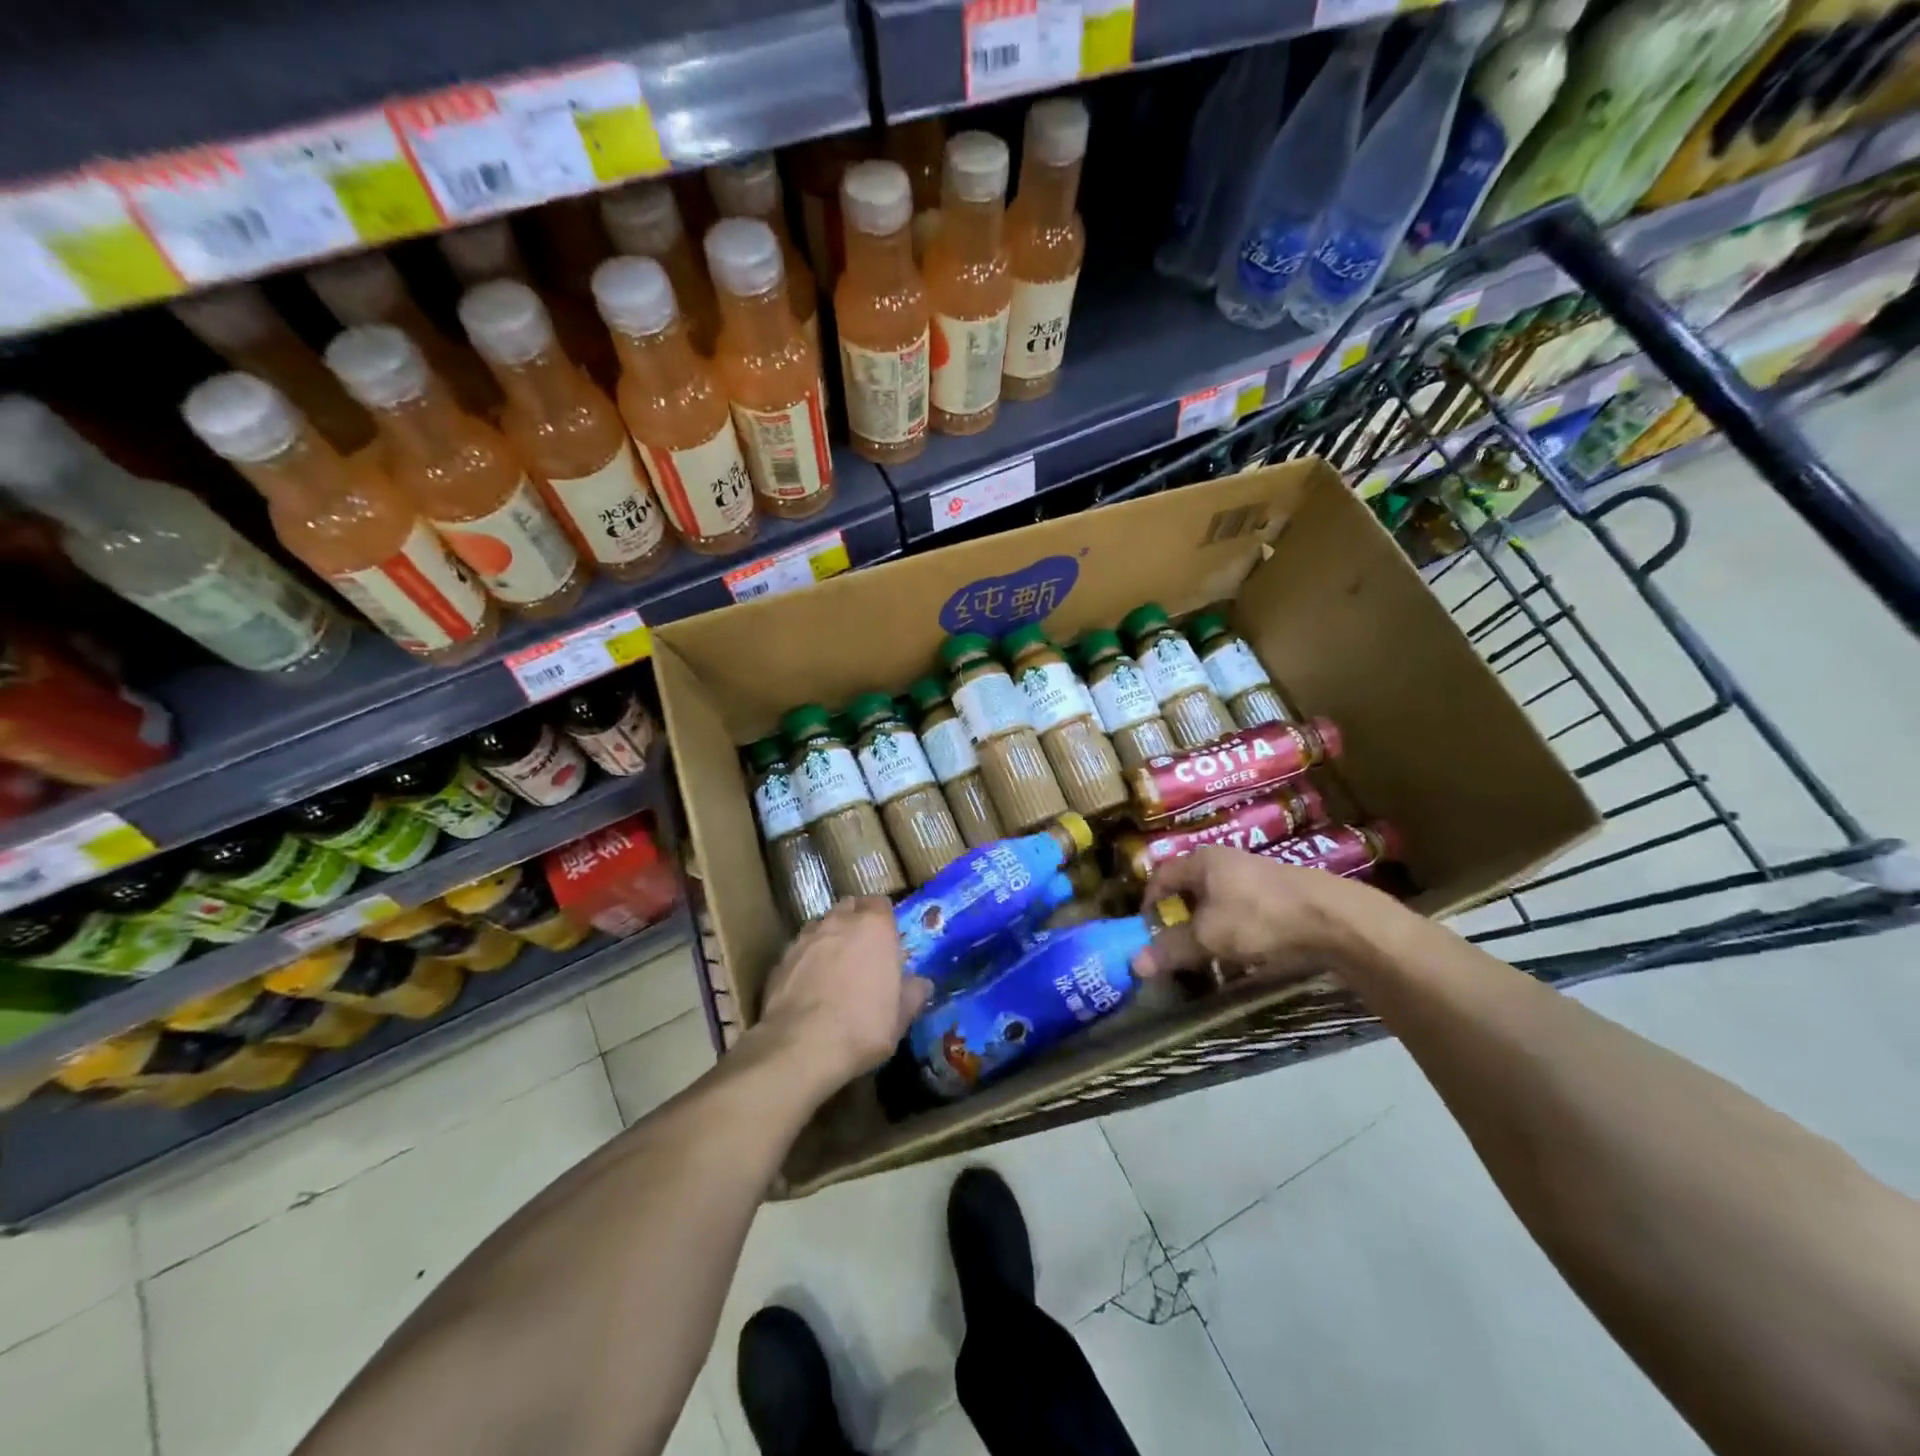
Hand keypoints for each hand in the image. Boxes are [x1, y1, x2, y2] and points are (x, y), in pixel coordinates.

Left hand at [755, 898, 930, 1096]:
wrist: (801, 1046)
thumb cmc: (863, 1026)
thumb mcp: (900, 1017)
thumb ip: (912, 994)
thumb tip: (921, 984)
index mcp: (875, 927)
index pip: (881, 904)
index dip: (884, 919)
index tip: (887, 940)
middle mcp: (839, 922)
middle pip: (849, 908)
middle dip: (855, 921)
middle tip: (862, 950)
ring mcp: (805, 938)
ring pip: (821, 926)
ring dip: (829, 938)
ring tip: (833, 967)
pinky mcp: (780, 959)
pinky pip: (799, 950)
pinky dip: (806, 960)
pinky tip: (809, 986)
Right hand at [1132, 847, 1388, 980]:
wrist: (1333, 918)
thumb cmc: (1258, 917)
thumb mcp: (1208, 937)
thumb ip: (1172, 948)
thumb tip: (1134, 963)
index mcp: (1201, 860)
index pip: (1161, 875)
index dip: (1149, 902)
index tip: (1146, 930)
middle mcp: (1225, 860)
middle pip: (1190, 887)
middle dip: (1180, 916)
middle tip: (1174, 945)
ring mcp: (1255, 874)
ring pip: (1218, 900)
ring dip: (1209, 925)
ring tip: (1208, 952)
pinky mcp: (1280, 892)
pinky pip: (1244, 909)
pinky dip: (1235, 928)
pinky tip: (1244, 951)